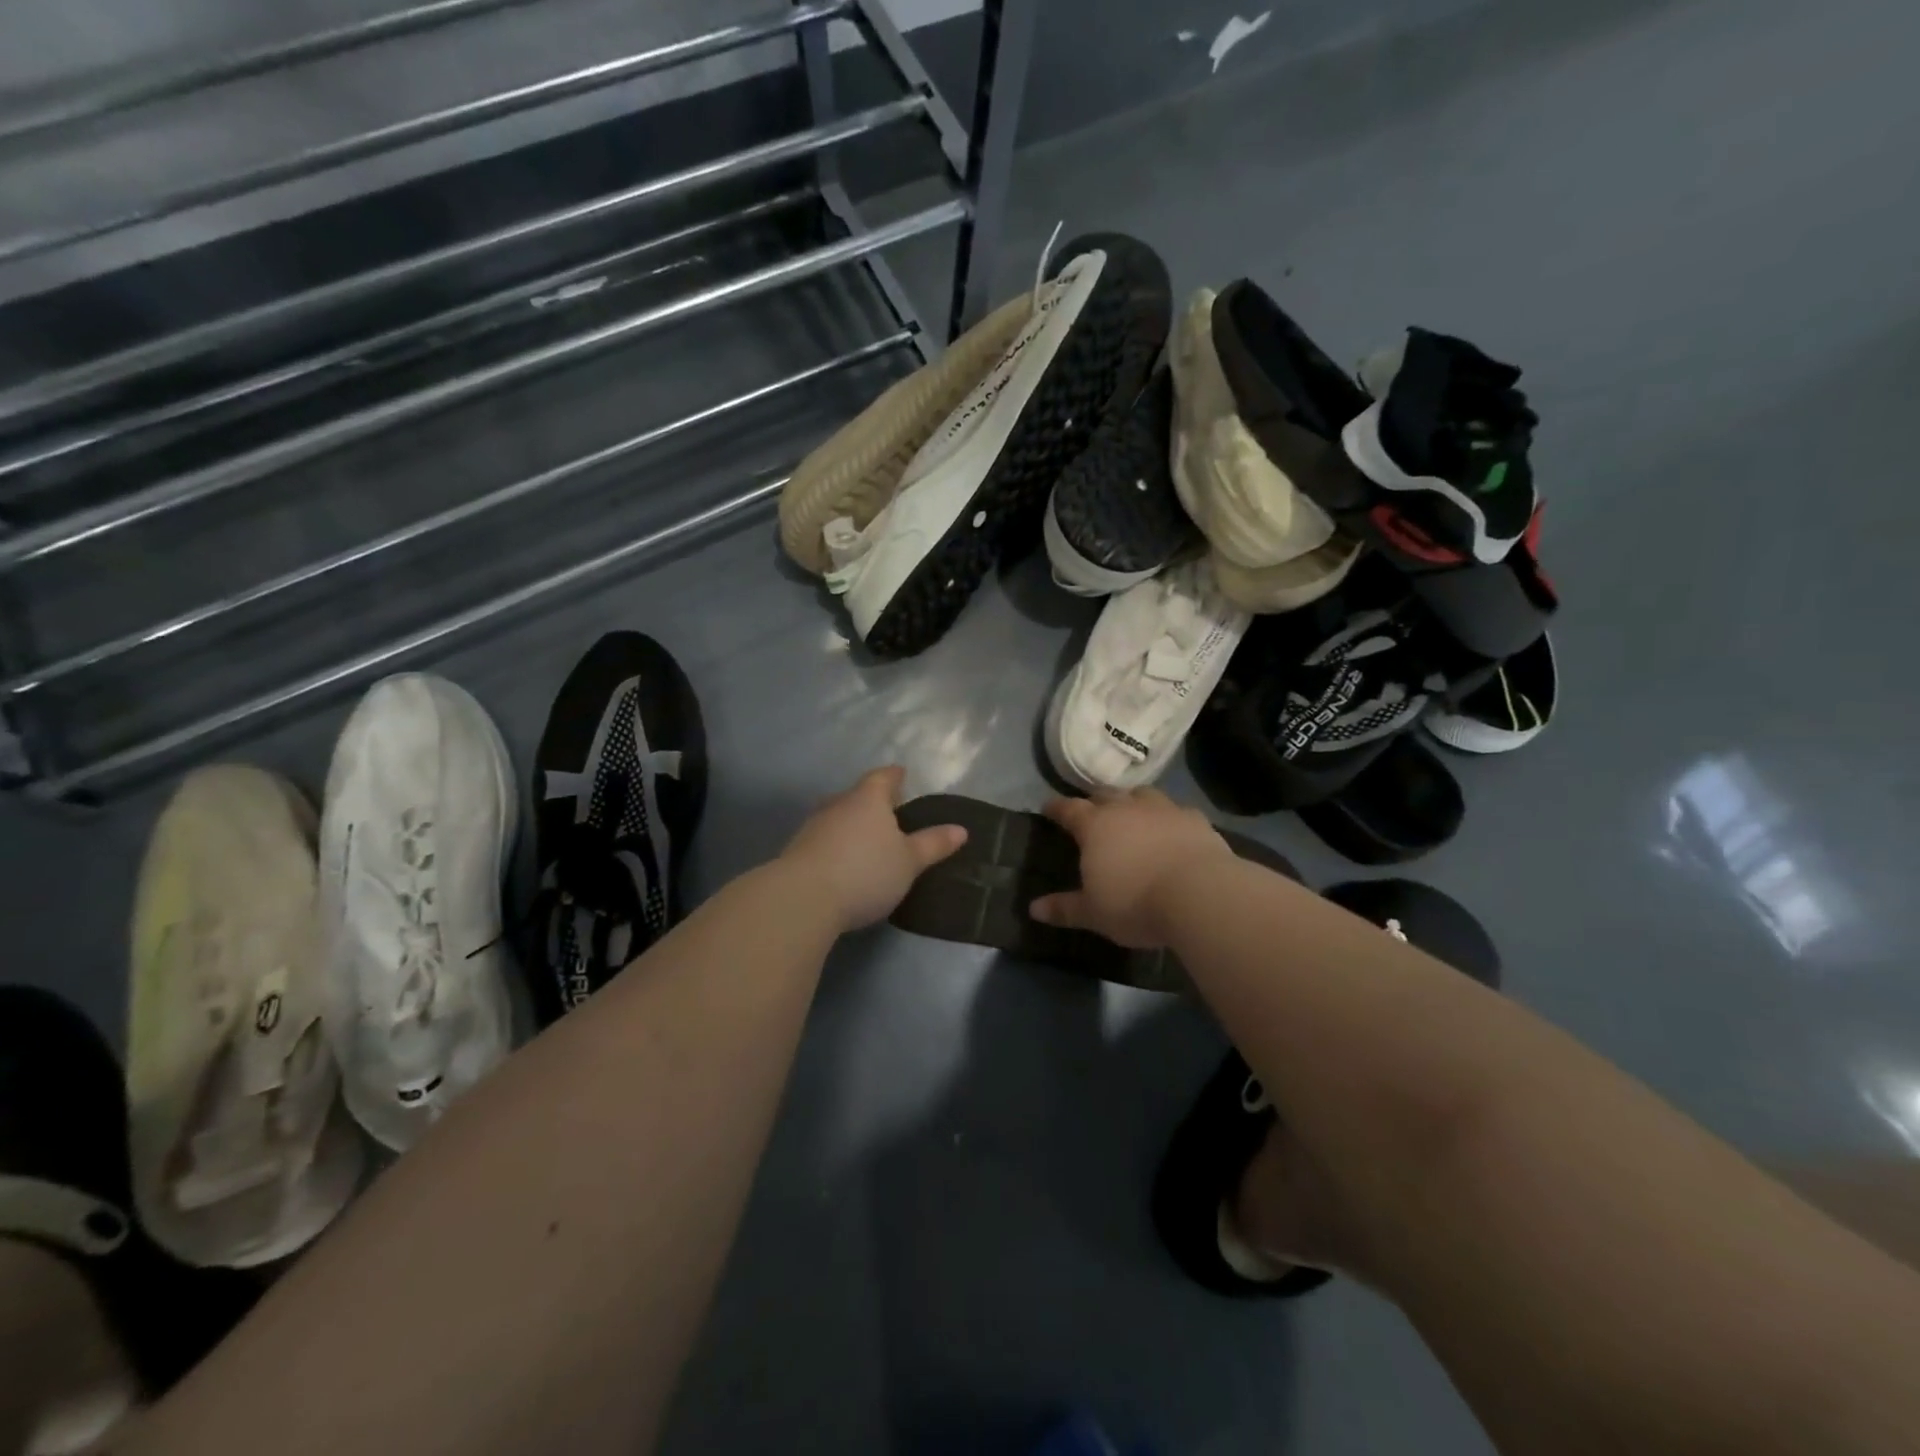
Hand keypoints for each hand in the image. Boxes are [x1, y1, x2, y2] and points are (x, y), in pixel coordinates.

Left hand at [780, 766, 966, 932]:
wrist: (802, 899)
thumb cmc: (866, 871)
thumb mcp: (909, 861)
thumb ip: (933, 844)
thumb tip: (961, 829)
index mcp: (868, 798)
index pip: (884, 777)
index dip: (895, 776)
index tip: (902, 775)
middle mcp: (838, 804)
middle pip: (857, 795)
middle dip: (872, 802)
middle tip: (889, 813)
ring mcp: (813, 826)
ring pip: (838, 817)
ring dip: (851, 825)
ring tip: (867, 840)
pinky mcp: (797, 851)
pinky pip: (824, 840)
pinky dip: (836, 845)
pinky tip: (843, 862)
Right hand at [1029, 788, 1232, 948]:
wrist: (1200, 894)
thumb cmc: (1136, 903)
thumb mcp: (1094, 913)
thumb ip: (1064, 908)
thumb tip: (1033, 909)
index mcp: (1095, 826)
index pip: (1069, 809)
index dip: (1056, 808)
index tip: (1048, 807)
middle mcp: (1126, 809)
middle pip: (1105, 794)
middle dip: (1094, 801)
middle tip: (1091, 811)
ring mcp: (1163, 810)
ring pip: (1142, 794)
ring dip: (1132, 801)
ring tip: (1131, 813)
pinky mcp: (1195, 820)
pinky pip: (1176, 811)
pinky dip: (1168, 817)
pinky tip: (1171, 830)